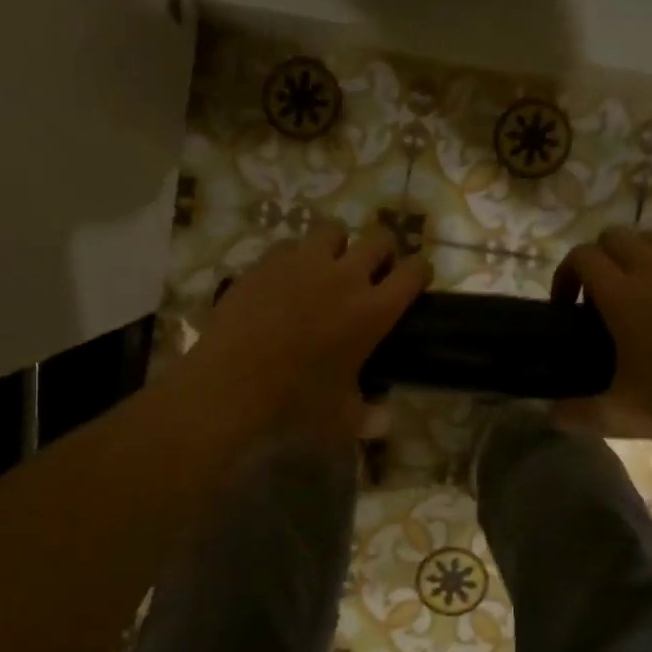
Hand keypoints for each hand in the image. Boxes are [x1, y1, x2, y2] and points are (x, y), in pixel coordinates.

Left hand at [177, 222, 430, 443]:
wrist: (231, 383)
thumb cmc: (294, 403)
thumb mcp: (342, 419)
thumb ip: (369, 415)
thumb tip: (384, 418)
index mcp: (372, 311)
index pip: (413, 272)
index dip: (420, 272)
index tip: (415, 279)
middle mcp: (344, 276)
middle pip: (379, 239)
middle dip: (383, 251)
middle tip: (373, 271)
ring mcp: (303, 263)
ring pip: (333, 231)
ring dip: (338, 246)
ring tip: (328, 266)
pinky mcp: (267, 262)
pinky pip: (290, 245)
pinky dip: (295, 256)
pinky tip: (286, 277)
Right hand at [550, 227, 651, 437]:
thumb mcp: (621, 414)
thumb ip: (577, 414)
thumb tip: (549, 415)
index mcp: (621, 294)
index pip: (582, 256)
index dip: (565, 274)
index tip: (565, 306)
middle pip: (614, 236)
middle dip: (598, 258)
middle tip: (597, 297)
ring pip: (650, 239)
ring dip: (633, 256)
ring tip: (635, 293)